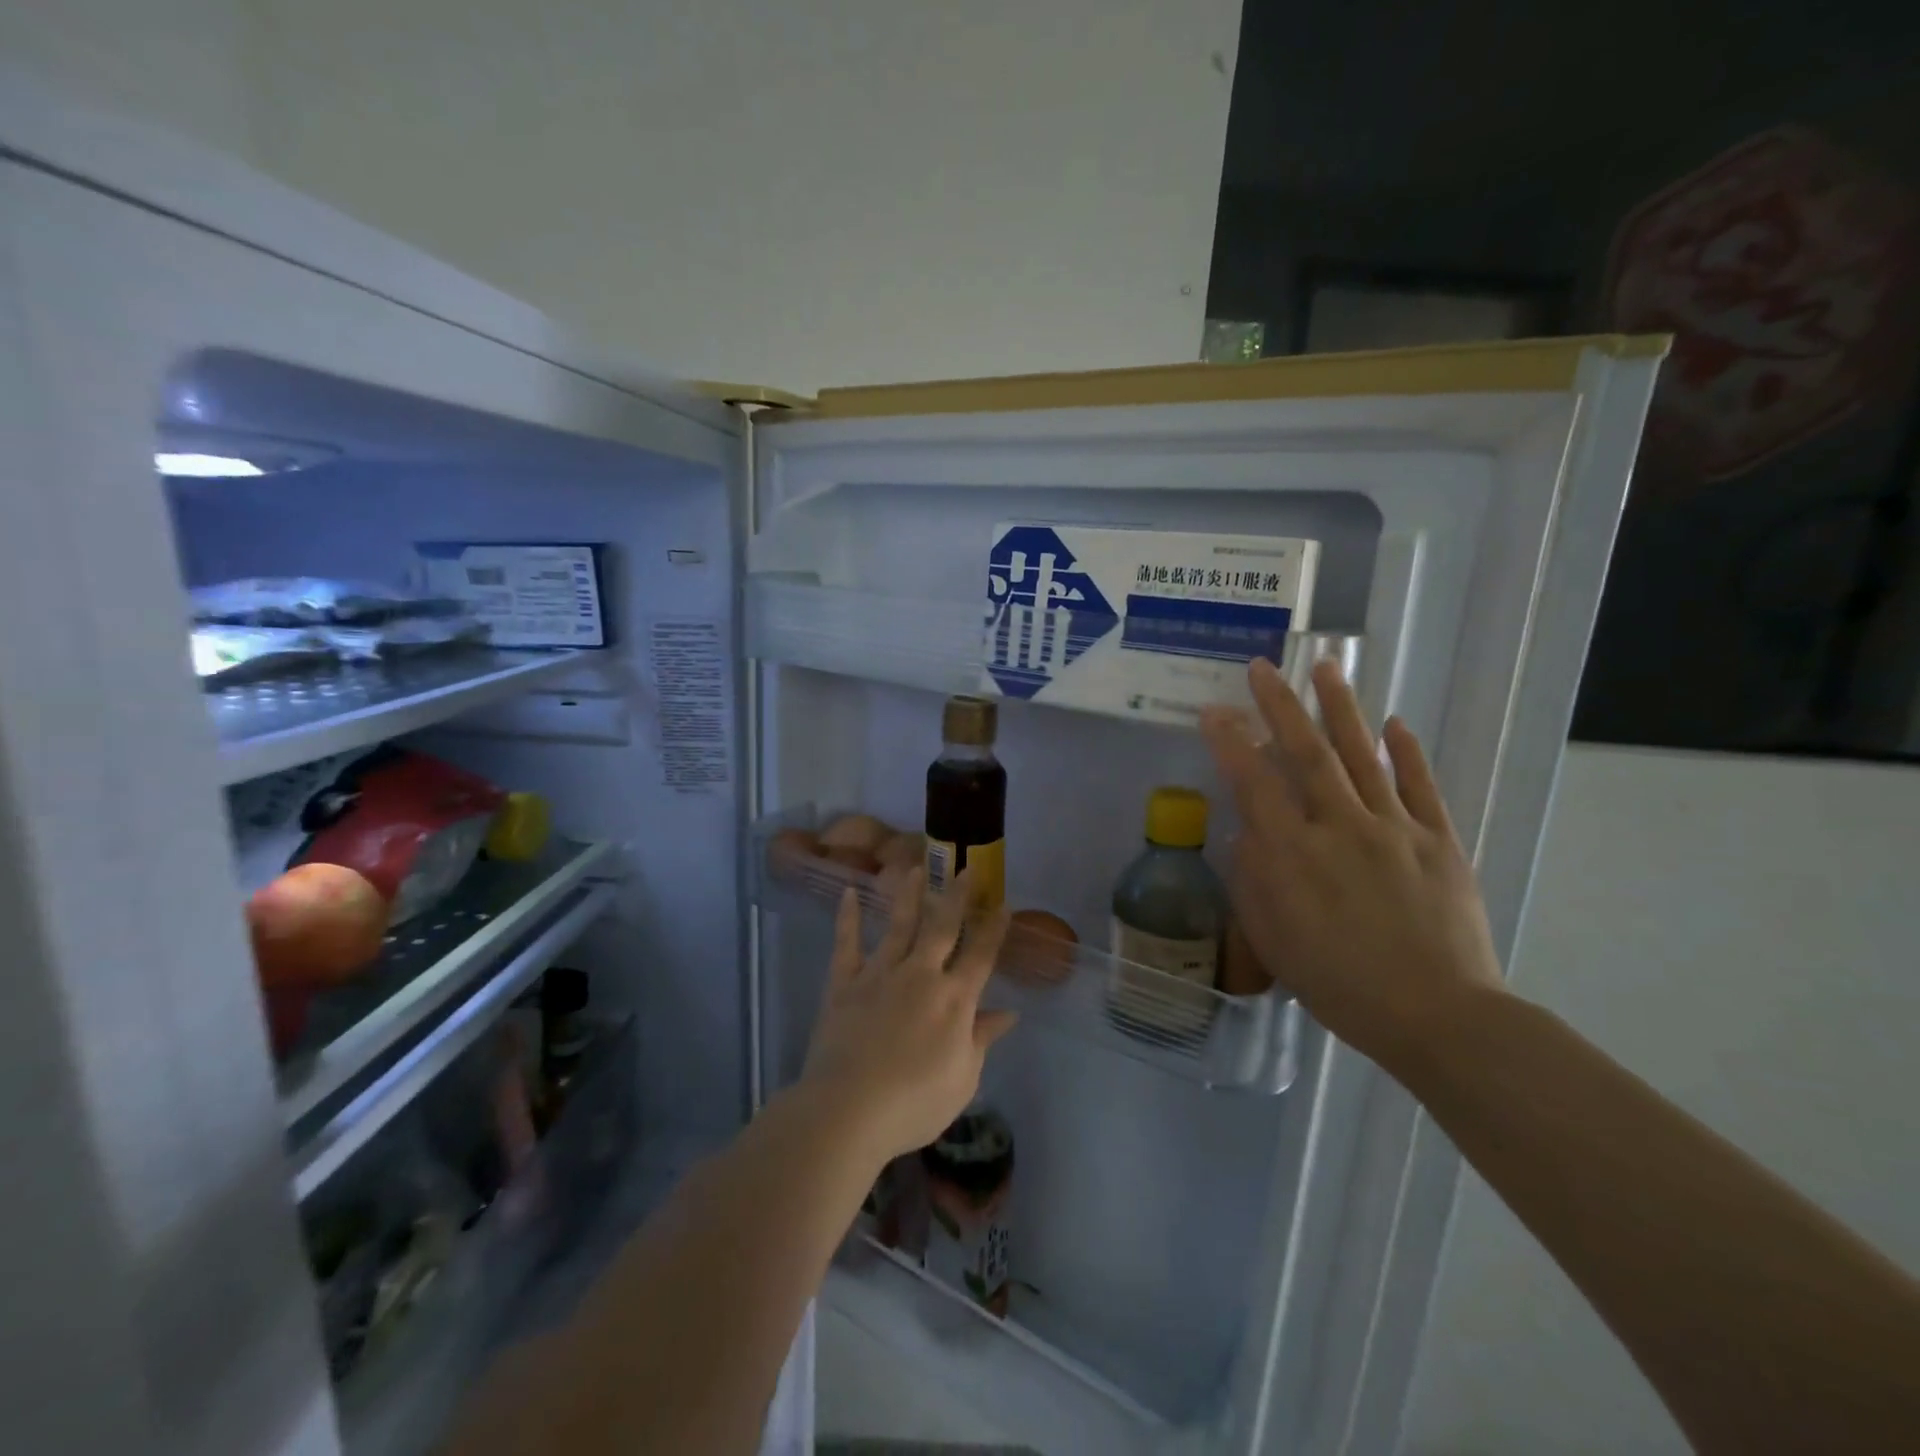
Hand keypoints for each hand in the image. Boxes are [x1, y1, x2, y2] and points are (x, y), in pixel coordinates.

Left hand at [800, 868, 1017, 1163]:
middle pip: (942, 927)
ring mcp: (880, 974)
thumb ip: (982, 1039)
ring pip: (899, 925)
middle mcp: (921, 975)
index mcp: (954, 1000)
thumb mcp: (963, 1080)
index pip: (981, 955)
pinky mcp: (845, 983)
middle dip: (957, 896)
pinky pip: (847, 944)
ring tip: (915, 868)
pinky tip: (849, 893)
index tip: (1003, 903)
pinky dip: (848, 918)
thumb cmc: (914, 1103)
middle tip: (965, 868)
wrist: (848, 1110)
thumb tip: (1008, 1014)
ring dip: (909, 895)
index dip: (994, 929)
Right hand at [1201, 657, 1504, 1068]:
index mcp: (1293, 853)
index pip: (1253, 782)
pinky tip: (1394, 724)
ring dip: (1341, 709)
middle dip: (1280, 705)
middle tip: (1264, 667)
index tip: (1214, 711)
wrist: (1437, 1015)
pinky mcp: (1438, 840)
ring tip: (1327, 668)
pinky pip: (1419, 786)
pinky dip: (1405, 752)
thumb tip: (1247, 833)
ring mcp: (1393, 828)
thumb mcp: (1273, 941)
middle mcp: (1339, 826)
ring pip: (1361, 756)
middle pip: (1306, 752)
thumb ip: (1252, 881)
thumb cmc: (1338, 983)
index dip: (1230, 742)